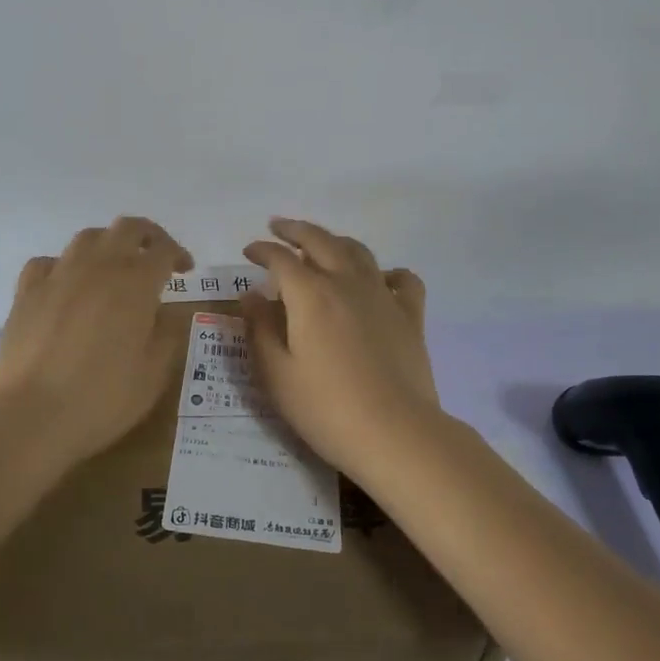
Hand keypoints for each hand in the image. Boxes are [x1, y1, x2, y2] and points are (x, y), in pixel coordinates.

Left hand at [0, 217, 193, 467]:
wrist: (30, 414)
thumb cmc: (102, 398)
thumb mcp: (154, 374)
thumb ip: (168, 334)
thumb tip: (169, 311)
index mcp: (136, 283)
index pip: (163, 249)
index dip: (178, 254)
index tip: (186, 270)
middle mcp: (98, 266)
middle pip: (127, 228)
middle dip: (147, 236)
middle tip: (155, 256)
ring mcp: (59, 274)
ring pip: (87, 237)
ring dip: (108, 244)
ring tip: (113, 267)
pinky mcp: (27, 291)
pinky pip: (48, 262)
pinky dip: (63, 266)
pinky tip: (66, 285)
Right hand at [242, 218, 443, 478]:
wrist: (396, 433)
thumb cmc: (326, 408)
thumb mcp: (276, 374)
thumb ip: (260, 328)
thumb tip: (252, 294)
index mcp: (310, 294)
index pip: (280, 258)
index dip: (262, 250)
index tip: (249, 251)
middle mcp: (346, 283)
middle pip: (320, 241)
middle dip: (295, 230)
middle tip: (278, 227)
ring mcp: (383, 296)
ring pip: (358, 251)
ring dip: (335, 241)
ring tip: (322, 245)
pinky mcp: (410, 316)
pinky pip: (402, 280)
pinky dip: (388, 272)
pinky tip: (380, 280)